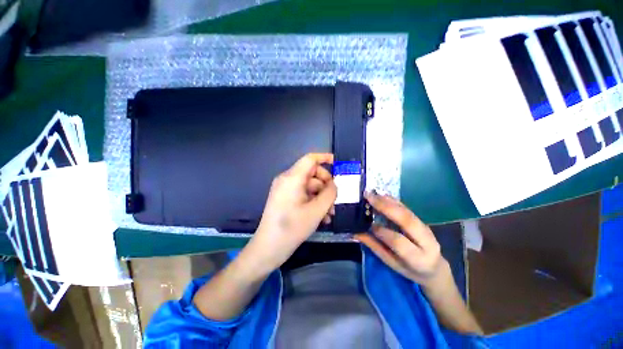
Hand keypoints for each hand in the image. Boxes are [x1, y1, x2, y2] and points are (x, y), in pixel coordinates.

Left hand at [246, 153, 336, 272]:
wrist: (268, 248)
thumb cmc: (292, 228)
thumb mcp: (317, 210)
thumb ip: (330, 193)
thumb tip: (334, 184)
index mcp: (292, 178)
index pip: (310, 159)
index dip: (324, 158)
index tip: (337, 164)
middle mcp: (287, 180)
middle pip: (312, 174)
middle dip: (326, 186)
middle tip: (335, 201)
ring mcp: (285, 189)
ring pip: (309, 186)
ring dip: (321, 197)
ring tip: (330, 214)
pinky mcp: (285, 198)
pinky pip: (303, 194)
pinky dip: (313, 202)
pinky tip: (322, 217)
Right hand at [354, 192, 448, 287]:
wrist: (435, 268)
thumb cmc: (410, 270)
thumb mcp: (392, 263)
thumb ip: (375, 247)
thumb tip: (356, 233)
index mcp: (418, 258)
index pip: (399, 242)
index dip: (383, 232)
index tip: (369, 224)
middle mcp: (426, 241)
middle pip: (407, 220)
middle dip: (386, 207)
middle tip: (369, 198)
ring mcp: (426, 228)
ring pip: (407, 212)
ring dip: (389, 201)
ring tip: (373, 194)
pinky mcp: (422, 221)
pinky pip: (407, 208)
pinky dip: (393, 201)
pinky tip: (383, 195)